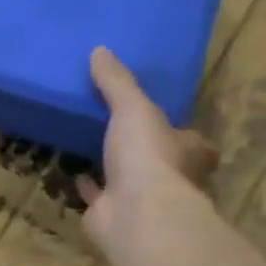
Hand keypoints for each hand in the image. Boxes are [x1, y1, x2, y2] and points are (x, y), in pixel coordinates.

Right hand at [78, 47, 216, 251]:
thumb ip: (117, 83)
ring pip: (128, 180)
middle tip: (121, 132)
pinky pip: (98, 196)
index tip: (160, 120)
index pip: (191, 139)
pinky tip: (74, 173)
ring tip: (93, 146)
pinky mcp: (113, 215)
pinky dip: (88, 186)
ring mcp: (142, 200)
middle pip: (161, 161)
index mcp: (189, 152)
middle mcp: (172, 178)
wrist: (134, 214)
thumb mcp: (133, 108)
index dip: (177, 130)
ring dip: (114, 168)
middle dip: (144, 150)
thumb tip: (99, 50)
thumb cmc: (147, 156)